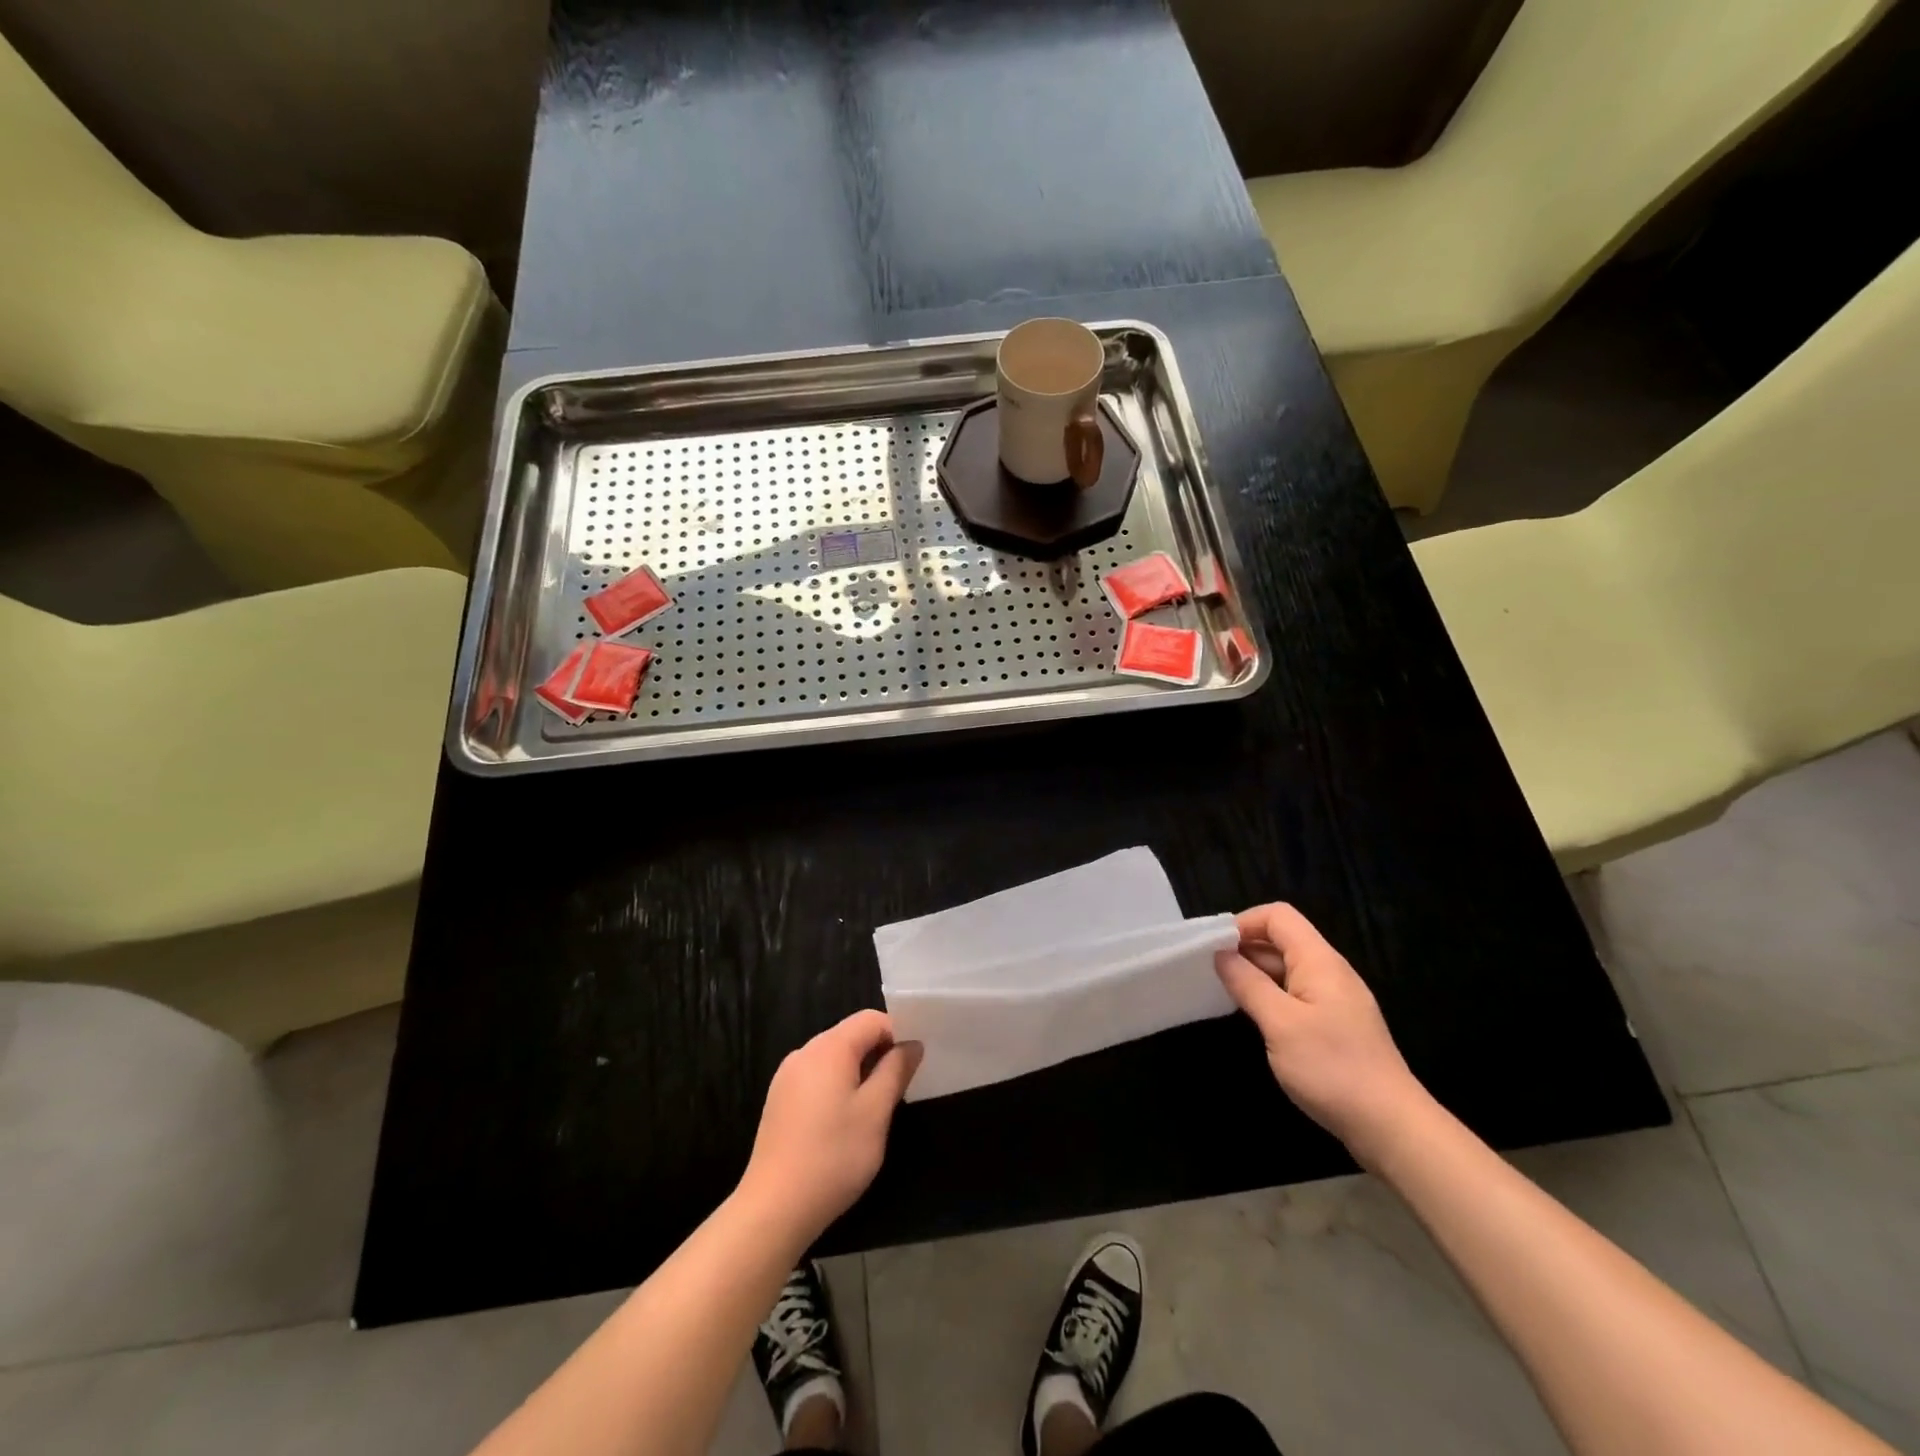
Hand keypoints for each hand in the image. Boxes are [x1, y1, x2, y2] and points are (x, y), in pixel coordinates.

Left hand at [738, 1010, 922, 1243]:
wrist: (773, 1209)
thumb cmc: (833, 1156)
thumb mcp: (876, 1112)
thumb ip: (896, 1071)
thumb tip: (912, 1045)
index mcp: (829, 1048)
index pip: (871, 1019)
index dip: (897, 1034)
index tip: (911, 1067)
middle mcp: (804, 1053)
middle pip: (850, 1036)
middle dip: (878, 1055)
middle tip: (897, 1091)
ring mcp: (787, 1077)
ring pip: (834, 1059)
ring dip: (858, 1073)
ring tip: (872, 1111)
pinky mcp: (779, 1101)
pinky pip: (816, 1078)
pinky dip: (836, 1088)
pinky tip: (842, 1124)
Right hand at [1215, 903, 1430, 1162]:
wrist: (1391, 1127)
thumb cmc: (1332, 1068)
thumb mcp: (1280, 1023)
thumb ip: (1248, 984)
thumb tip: (1221, 954)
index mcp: (1319, 961)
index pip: (1278, 917)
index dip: (1244, 923)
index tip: (1214, 948)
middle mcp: (1329, 972)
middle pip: (1282, 940)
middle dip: (1244, 949)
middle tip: (1209, 972)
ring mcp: (1335, 1000)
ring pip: (1287, 970)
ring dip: (1255, 975)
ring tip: (1224, 994)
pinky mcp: (1336, 1025)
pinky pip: (1296, 995)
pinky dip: (1271, 997)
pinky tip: (1254, 1018)